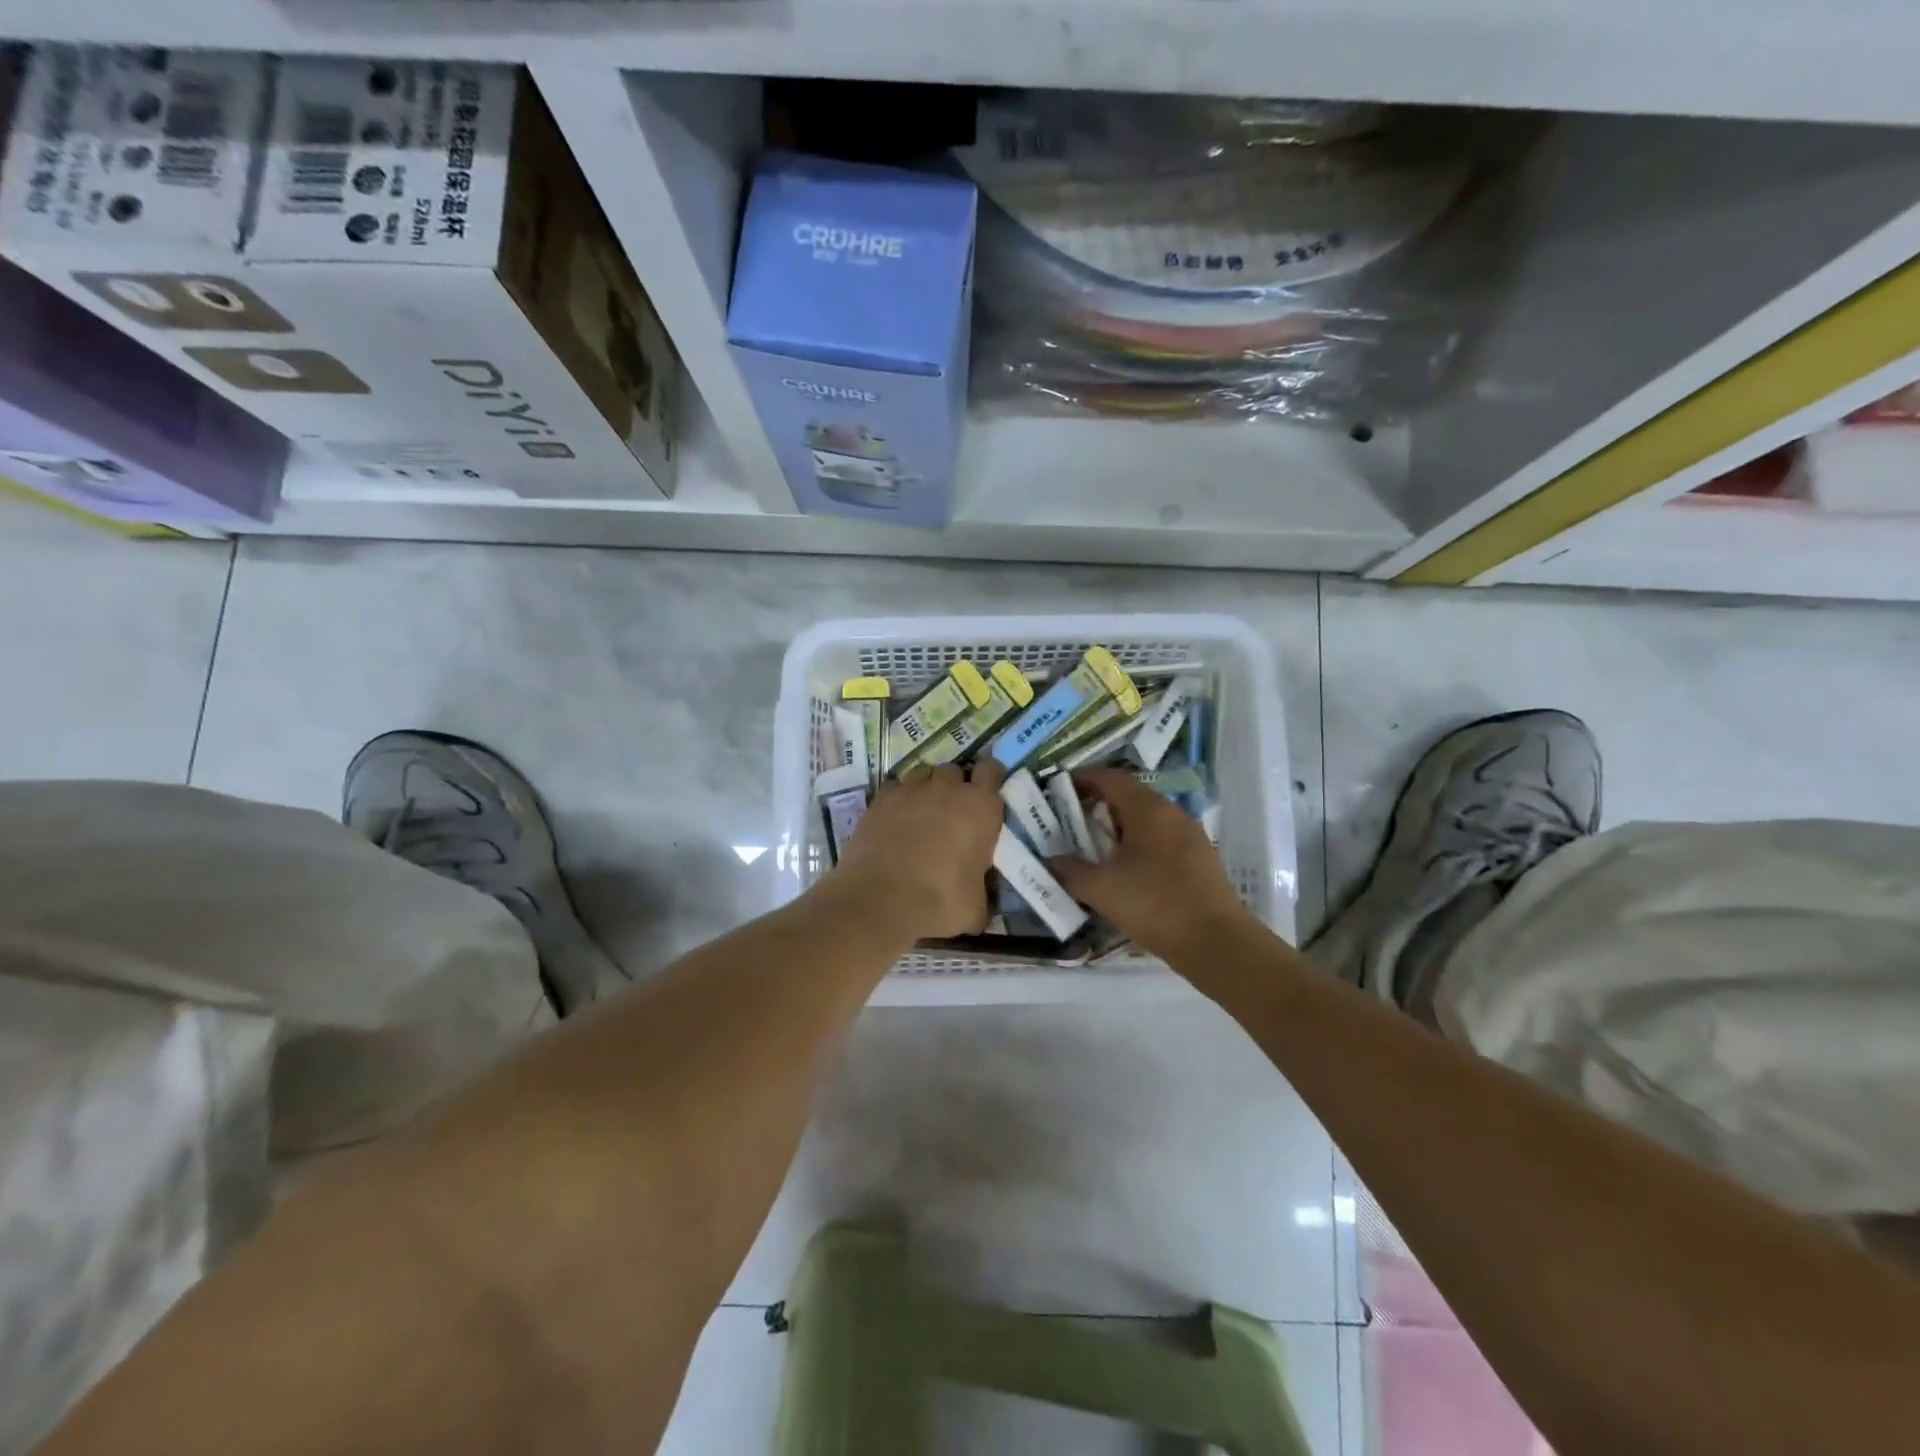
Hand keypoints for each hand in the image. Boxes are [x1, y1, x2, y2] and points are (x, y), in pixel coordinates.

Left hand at [832, 760, 1006, 938]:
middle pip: (954, 770)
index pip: (991, 770)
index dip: (989, 779)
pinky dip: (898, 798)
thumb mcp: (975, 908)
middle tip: (952, 812)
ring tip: (922, 813)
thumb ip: (982, 893)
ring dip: (926, 788)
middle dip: (954, 786)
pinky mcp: (880, 799)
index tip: (985, 795)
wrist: (880, 900)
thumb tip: (980, 902)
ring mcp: (910, 790)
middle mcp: (947, 789)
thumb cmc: (938, 902)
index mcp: (980, 807)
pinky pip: (895, 787)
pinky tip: (895, 819)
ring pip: (923, 773)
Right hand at [1048, 768, 1261, 961]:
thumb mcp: (1102, 889)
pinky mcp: (1199, 860)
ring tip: (1092, 847)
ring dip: (1117, 827)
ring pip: (1146, 820)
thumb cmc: (1155, 905)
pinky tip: (1124, 871)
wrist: (1218, 944)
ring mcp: (1190, 836)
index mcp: (1148, 809)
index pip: (1110, 778)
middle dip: (1097, 804)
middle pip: (1129, 796)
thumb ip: (1070, 871)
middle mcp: (1172, 813)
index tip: (1056, 787)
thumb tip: (1050, 861)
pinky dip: (1136, 845)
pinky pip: (1160, 840)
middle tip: (1068, 820)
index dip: (1082, 778)